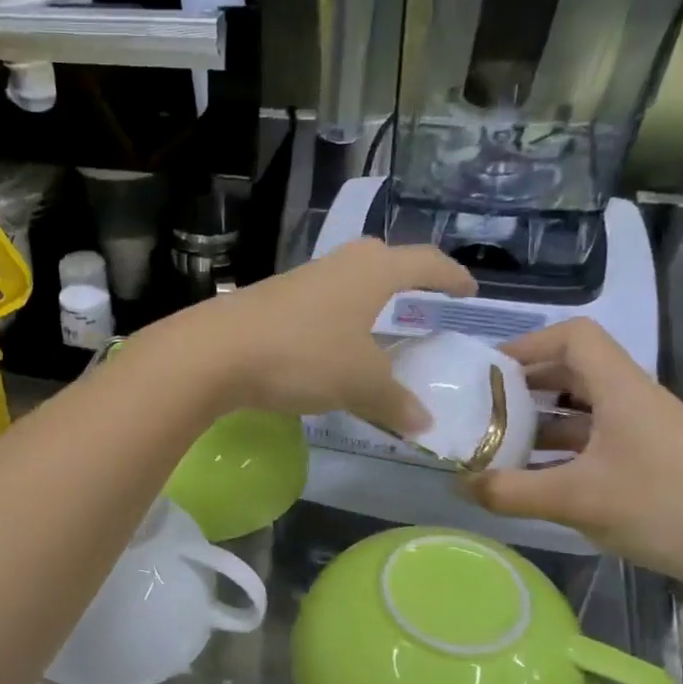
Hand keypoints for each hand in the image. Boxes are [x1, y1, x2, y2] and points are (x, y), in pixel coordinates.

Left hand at [150, 240, 475, 434]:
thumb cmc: (303, 356)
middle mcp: (335, 265)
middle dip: (402, 277)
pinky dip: (329, 321)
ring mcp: (296, 281)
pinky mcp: (265, 302)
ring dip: (360, 300)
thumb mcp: (359, 384)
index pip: (424, 262)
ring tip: (371, 330)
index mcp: (371, 272)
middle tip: (418, 300)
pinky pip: (312, 305)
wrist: (215, 352)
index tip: (468, 290)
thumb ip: (394, 402)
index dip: (450, 275)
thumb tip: (423, 423)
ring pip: (341, 281)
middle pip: (378, 259)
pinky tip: (323, 348)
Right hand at [466, 318, 682, 595]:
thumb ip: (510, 491)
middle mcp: (634, 401)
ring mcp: (645, 433)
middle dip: (523, 388)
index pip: (574, 337)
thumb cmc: (666, 508)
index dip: (528, 344)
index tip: (488, 373)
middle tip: (480, 412)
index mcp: (622, 390)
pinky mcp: (651, 463)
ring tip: (497, 448)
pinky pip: (595, 442)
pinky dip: (560, 452)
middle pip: (573, 372)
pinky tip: (534, 479)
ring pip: (582, 411)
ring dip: (539, 424)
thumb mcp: (575, 500)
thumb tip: (460, 484)